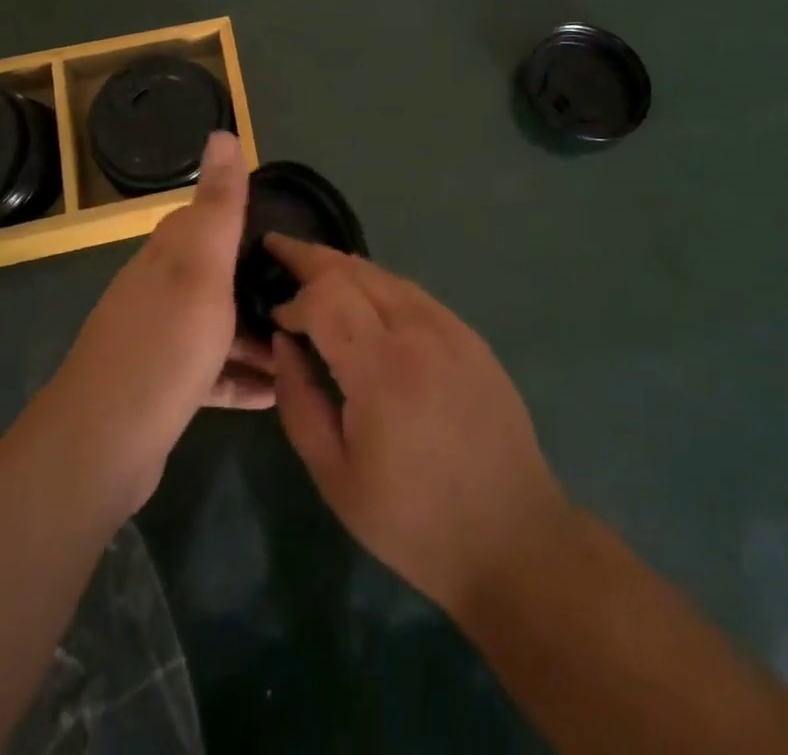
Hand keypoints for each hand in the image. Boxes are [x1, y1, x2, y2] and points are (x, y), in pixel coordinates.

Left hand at [43, 132, 273, 513]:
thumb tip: (221, 131)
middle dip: (261, 283)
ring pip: (219, 324)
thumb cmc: (166, 342)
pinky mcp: (163, 386)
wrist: (104, 443)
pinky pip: (213, 371)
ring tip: (305, 347)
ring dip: (258, 334)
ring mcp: (159, 339)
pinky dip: (243, 377)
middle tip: (312, 298)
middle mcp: (160, 289)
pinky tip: (275, 392)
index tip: (292, 235)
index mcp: (169, 253)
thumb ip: (218, 203)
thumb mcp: (202, 264)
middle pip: (218, 274)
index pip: (208, 218)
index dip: (248, 220)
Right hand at [269, 237, 572, 618]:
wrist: (512, 537)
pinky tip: (364, 301)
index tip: (275, 319)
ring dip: (344, 268)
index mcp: (382, 369)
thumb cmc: (414, 521)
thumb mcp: (335, 476)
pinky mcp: (470, 335)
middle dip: (311, 257)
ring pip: (385, 274)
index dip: (293, 298)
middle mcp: (418, 331)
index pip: (325, 296)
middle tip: (278, 250)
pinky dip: (378, 285)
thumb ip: (299, 402)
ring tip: (313, 271)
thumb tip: (283, 343)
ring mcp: (451, 328)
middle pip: (354, 269)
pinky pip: (412, 293)